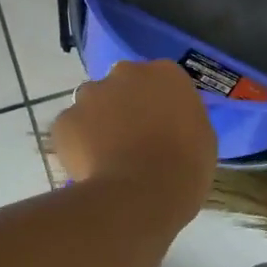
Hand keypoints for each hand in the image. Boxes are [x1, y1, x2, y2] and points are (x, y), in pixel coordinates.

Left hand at [51, 61, 216, 226]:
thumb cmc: (185, 167)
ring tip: (108, 157)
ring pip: (93, 104)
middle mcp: (125, 72)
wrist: (142, 194)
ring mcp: (91, 94)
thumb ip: (182, 118)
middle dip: (125, 106)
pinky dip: (78, 144)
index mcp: (166, 74)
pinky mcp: (65, 120)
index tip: (161, 127)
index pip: (161, 80)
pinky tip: (91, 167)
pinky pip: (72, 129)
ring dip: (99, 122)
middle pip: (123, 85)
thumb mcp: (202, 137)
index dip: (158, 104)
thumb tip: (169, 123)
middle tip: (133, 140)